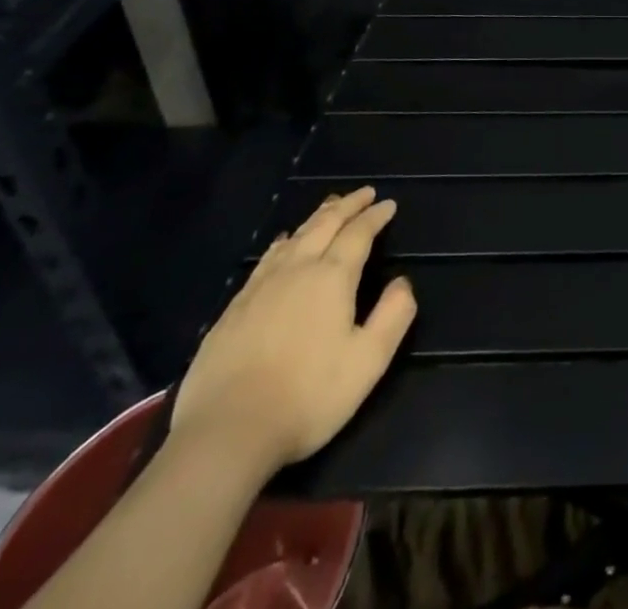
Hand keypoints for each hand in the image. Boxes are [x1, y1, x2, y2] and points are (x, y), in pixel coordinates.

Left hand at [171, 188, 416, 476]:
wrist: (225, 434)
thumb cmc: (307, 397)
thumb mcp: (368, 361)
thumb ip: (393, 316)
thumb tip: (403, 282)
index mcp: (332, 277)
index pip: (359, 233)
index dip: (375, 216)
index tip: (388, 204)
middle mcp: (297, 270)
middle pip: (325, 224)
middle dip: (348, 205)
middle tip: (364, 193)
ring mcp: (260, 287)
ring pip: (295, 237)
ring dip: (317, 218)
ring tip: (329, 207)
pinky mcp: (233, 309)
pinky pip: (266, 259)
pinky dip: (283, 242)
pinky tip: (282, 244)